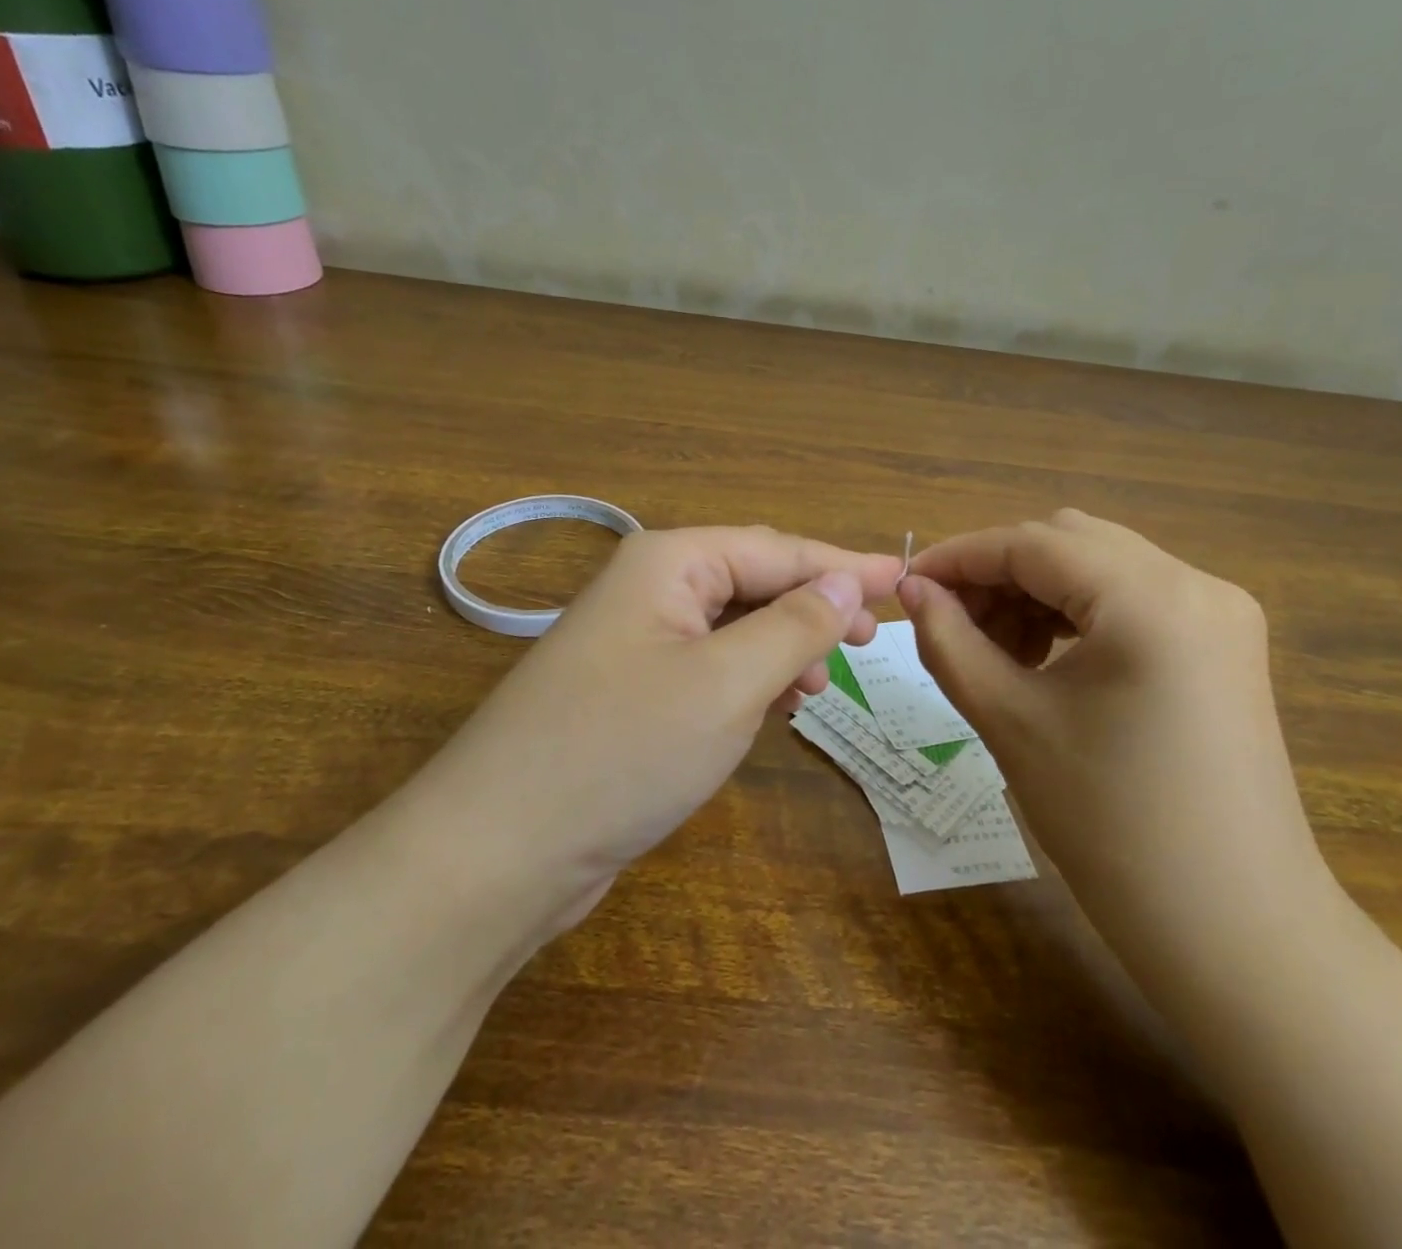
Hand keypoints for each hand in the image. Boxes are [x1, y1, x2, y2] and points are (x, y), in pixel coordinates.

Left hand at [432, 526, 904, 920]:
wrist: (498, 852)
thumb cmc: (623, 750)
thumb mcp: (727, 683)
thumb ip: (794, 625)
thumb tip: (845, 581)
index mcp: (668, 563)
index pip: (777, 549)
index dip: (843, 565)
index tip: (903, 580)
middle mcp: (649, 589)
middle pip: (754, 581)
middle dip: (814, 607)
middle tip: (870, 640)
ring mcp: (635, 643)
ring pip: (733, 627)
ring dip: (783, 647)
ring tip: (820, 685)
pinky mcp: (630, 693)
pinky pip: (709, 667)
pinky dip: (749, 680)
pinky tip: (773, 708)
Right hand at [899, 510, 1334, 977]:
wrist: (1234, 930)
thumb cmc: (1111, 826)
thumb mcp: (1011, 722)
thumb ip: (949, 642)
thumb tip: (911, 589)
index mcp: (1150, 598)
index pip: (1033, 543)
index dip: (960, 557)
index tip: (908, 584)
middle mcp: (1196, 583)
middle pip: (1069, 543)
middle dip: (998, 572)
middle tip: (948, 621)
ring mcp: (1220, 612)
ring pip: (1100, 566)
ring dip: (1036, 591)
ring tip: (992, 647)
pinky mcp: (1224, 644)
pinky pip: (1132, 599)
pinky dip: (1077, 612)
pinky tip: (1043, 657)